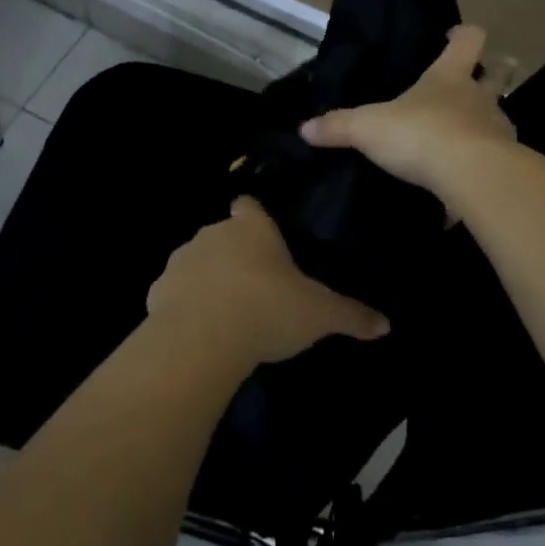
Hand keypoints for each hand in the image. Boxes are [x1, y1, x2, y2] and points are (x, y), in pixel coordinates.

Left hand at [146, 197, 389, 366]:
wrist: (202, 340)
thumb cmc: (267, 310)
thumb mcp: (319, 315)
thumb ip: (351, 315)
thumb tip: (386, 324)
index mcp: (252, 228)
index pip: (250, 205)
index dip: (257, 218)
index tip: (267, 237)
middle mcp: (214, 233)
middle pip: (224, 234)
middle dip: (236, 254)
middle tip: (256, 285)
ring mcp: (182, 260)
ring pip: (197, 261)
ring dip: (209, 278)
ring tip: (227, 311)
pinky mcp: (158, 291)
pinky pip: (175, 292)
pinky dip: (184, 305)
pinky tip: (200, 330)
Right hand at [299, 24, 515, 200]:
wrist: (472, 177)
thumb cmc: (420, 135)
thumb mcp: (368, 129)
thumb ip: (338, 127)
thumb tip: (304, 128)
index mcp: (449, 76)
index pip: (469, 39)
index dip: (463, 34)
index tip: (454, 36)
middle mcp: (479, 97)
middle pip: (499, 73)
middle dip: (496, 70)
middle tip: (485, 74)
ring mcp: (498, 130)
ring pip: (499, 115)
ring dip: (488, 119)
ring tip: (468, 133)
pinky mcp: (505, 164)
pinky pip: (496, 159)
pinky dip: (483, 164)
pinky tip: (466, 178)